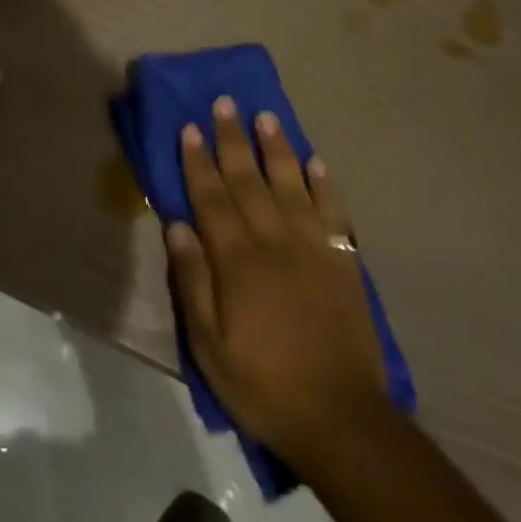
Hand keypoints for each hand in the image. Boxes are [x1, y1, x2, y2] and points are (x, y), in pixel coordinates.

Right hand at [164, 96, 387, 478]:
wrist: (341, 419)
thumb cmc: (263, 385)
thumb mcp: (209, 346)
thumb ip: (193, 282)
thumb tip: (177, 225)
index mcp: (238, 262)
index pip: (212, 198)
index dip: (198, 161)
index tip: (190, 127)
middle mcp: (275, 243)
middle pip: (249, 181)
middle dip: (233, 140)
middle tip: (225, 103)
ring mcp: (314, 249)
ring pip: (291, 186)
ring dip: (277, 149)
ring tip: (265, 116)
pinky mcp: (343, 262)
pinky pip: (333, 213)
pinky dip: (324, 184)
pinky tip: (314, 161)